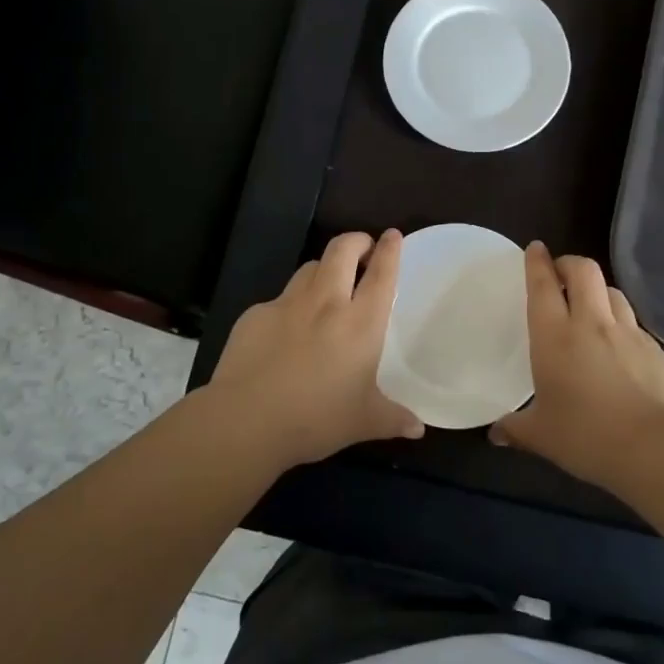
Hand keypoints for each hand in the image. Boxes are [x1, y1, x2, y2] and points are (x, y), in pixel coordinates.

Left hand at [208, 230, 424, 467]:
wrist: (246, 420)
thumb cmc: (316, 419)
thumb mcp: (364, 422)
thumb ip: (394, 418)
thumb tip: (417, 428)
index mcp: (360, 323)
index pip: (381, 274)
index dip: (390, 250)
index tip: (393, 235)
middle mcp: (326, 302)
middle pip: (342, 250)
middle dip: (356, 241)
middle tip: (363, 249)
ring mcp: (287, 304)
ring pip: (310, 267)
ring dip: (324, 267)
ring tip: (328, 283)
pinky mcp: (255, 314)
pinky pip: (279, 299)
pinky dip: (290, 304)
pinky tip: (286, 331)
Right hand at [490, 242, 663, 491]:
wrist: (656, 447)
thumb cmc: (587, 436)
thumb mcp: (542, 436)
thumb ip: (515, 429)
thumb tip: (495, 434)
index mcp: (555, 336)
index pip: (543, 285)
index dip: (537, 262)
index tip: (535, 248)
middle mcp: (592, 323)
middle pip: (584, 271)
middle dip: (569, 264)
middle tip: (560, 275)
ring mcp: (629, 333)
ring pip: (613, 292)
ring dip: (598, 291)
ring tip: (590, 307)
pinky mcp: (656, 350)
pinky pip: (634, 323)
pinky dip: (622, 323)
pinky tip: (619, 347)